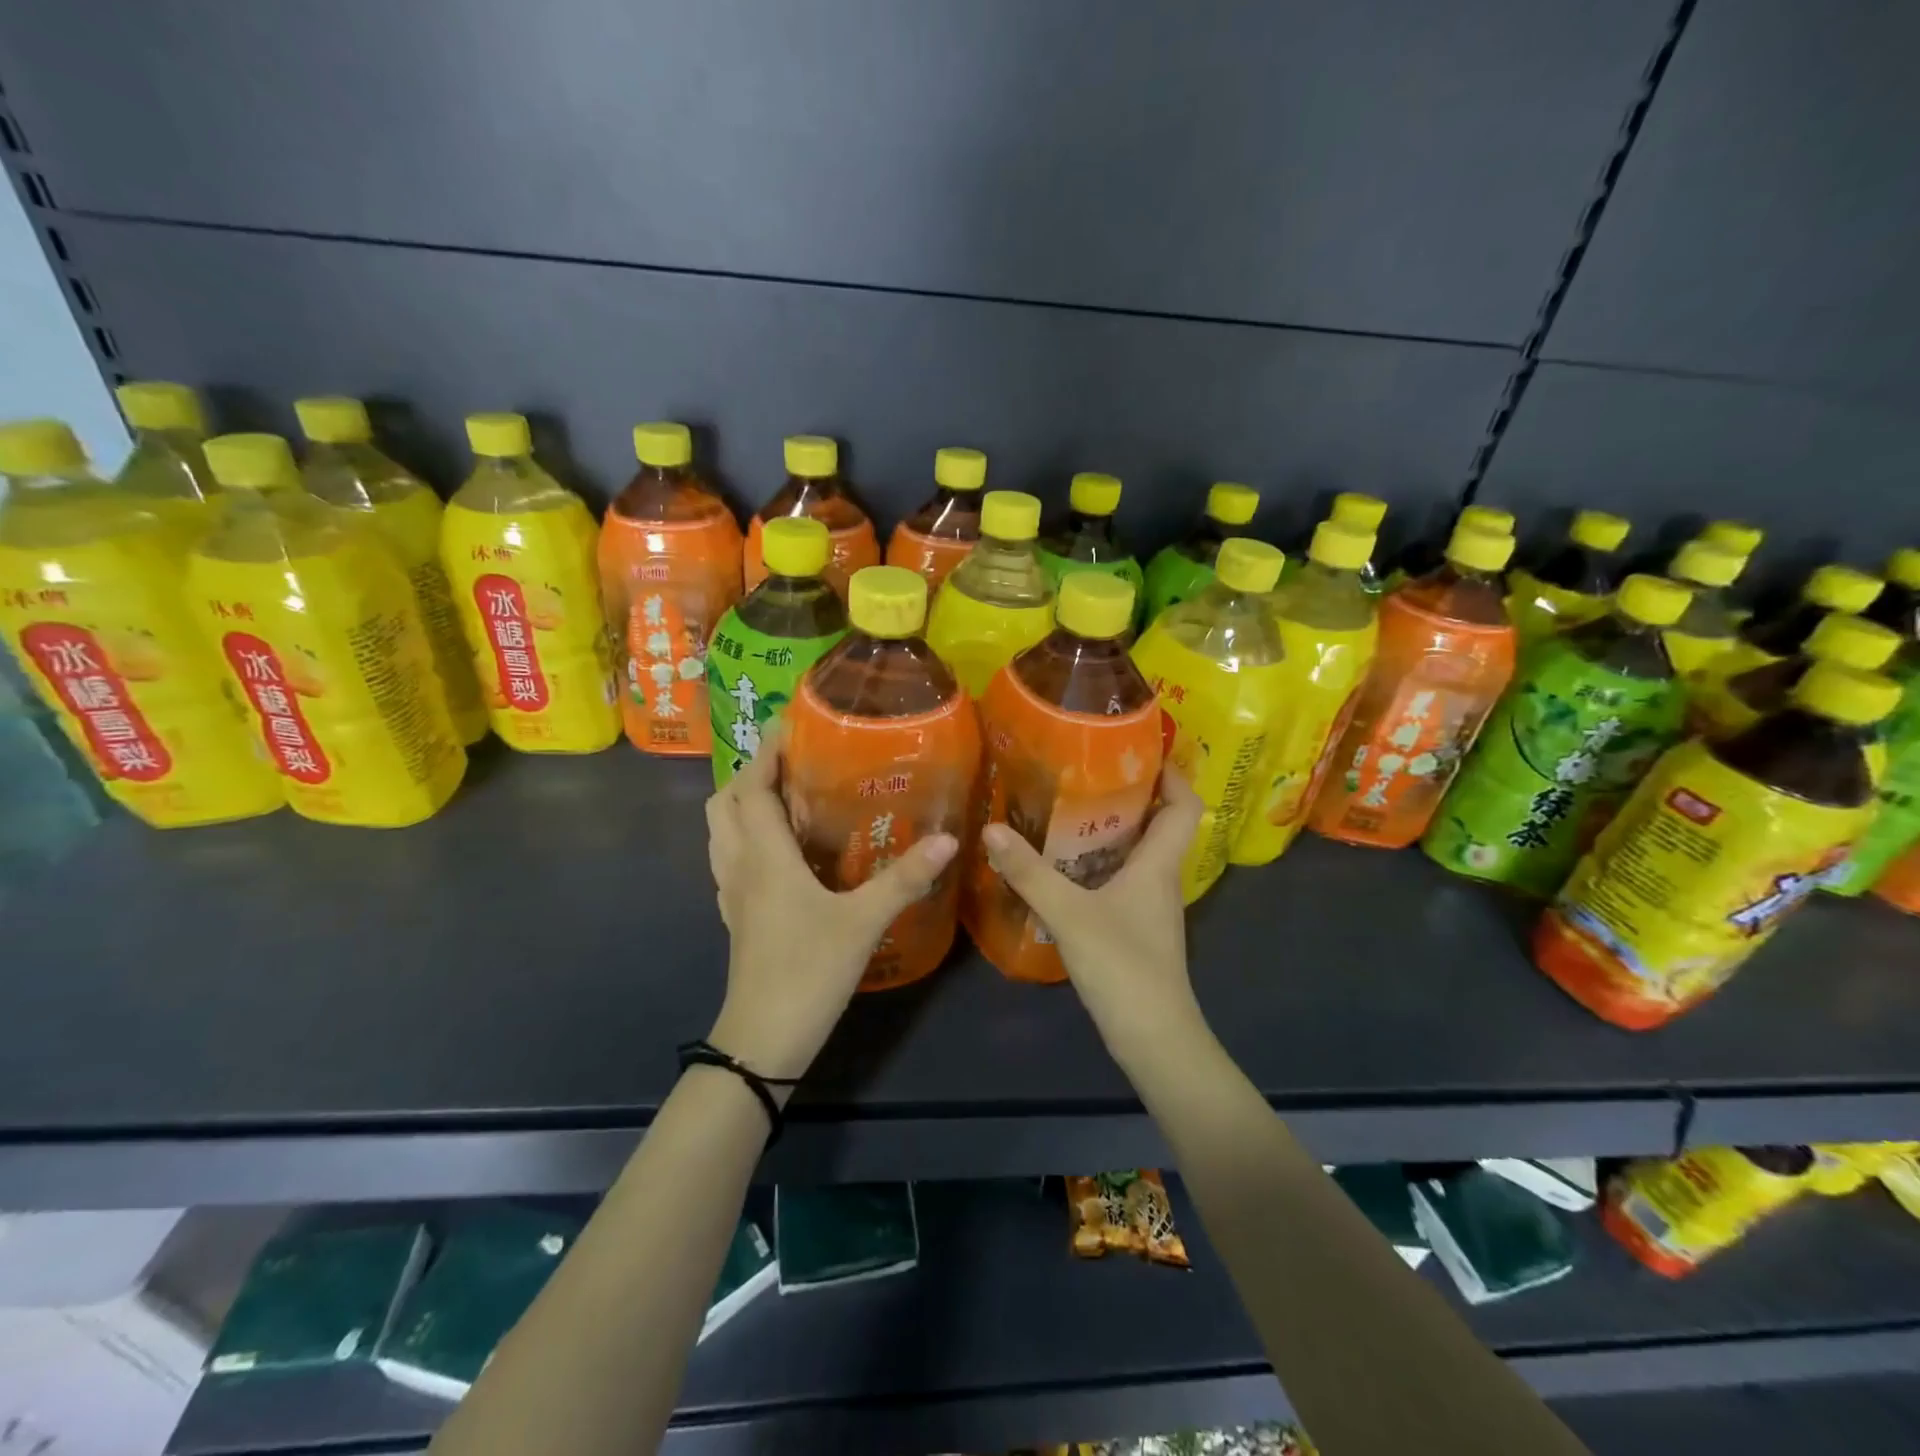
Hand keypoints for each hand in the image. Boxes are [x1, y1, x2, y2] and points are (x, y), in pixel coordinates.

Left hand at [704, 722, 958, 1081]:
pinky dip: (746, 837)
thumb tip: (947, 840)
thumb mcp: (864, 921)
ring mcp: (732, 893)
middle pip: (725, 803)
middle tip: (792, 761)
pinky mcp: (736, 916)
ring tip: (785, 795)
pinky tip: (781, 850)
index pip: (752, 787)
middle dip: (751, 772)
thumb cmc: (809, 971)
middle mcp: (740, 866)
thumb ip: (904, 879)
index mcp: (764, 856)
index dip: (765, 751)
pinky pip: (730, 859)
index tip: (787, 723)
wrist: (763, 1040)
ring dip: (743, 803)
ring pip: (721, 831)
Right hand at [980, 766, 1207, 1070]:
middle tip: (1088, 771)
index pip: (1184, 804)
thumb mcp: (1069, 914)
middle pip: (1160, 824)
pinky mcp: (1137, 929)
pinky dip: (1101, 863)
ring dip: (1113, 829)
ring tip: (1069, 808)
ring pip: (1139, 853)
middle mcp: (1161, 879)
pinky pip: (1123, 880)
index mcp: (1159, 864)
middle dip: (1131, 794)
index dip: (1171, 773)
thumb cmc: (1123, 967)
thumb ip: (1030, 872)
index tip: (1141, 749)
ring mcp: (1151, 907)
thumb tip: (991, 829)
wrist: (1154, 1038)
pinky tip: (1066, 866)